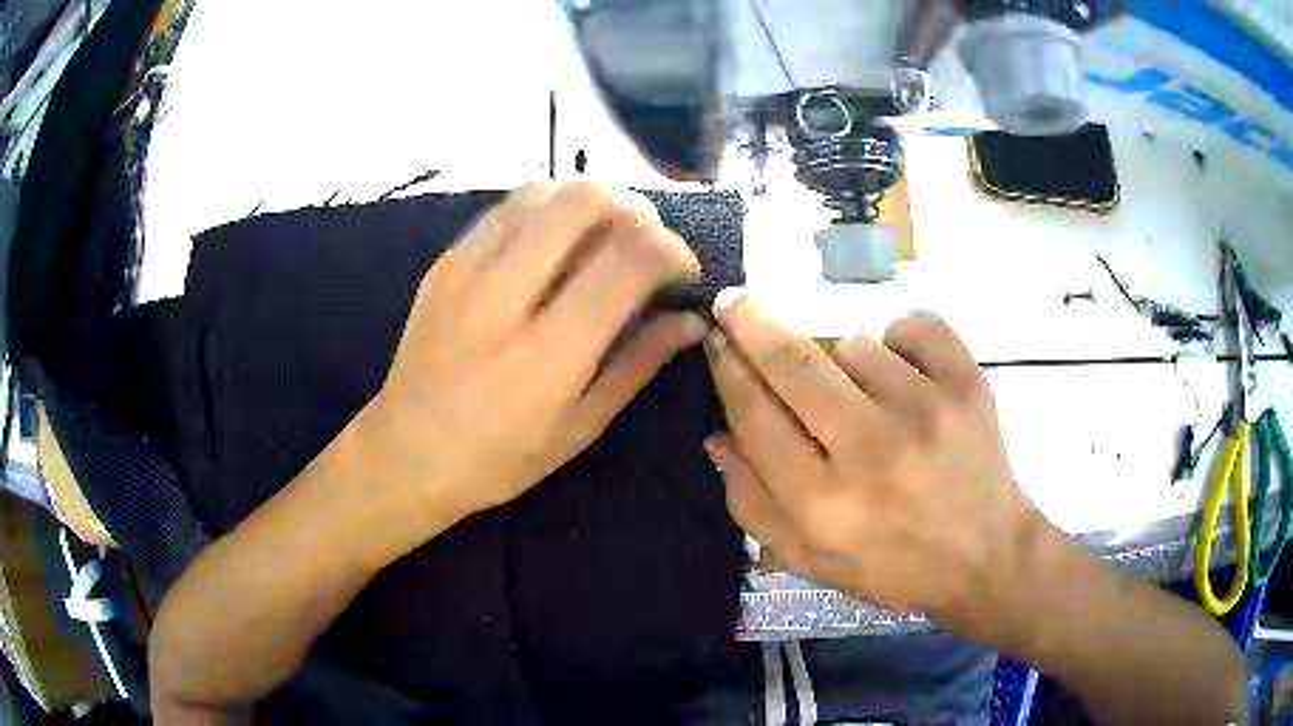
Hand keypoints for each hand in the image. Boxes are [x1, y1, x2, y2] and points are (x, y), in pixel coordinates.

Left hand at [364, 182, 704, 519]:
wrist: (405, 452)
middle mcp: (505, 296)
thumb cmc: (500, 458)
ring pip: (544, 190)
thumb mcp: (580, 427)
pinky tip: (553, 243)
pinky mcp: (445, 261)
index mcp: (549, 353)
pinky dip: (546, 211)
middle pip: (585, 201)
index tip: (681, 269)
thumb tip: (692, 319)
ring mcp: (467, 270)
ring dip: (589, 202)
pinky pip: (507, 208)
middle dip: (634, 209)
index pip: (629, 259)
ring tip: (602, 237)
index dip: (671, 250)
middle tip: (644, 241)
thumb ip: (639, 363)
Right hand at [703, 293, 1039, 623]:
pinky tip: (907, 373)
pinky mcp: (968, 384)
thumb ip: (753, 502)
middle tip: (733, 302)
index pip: (755, 414)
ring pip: (854, 343)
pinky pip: (913, 325)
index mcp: (822, 503)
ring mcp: (926, 409)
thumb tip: (717, 434)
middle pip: (793, 361)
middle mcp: (871, 450)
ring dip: (845, 361)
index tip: (715, 340)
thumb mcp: (810, 558)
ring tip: (866, 398)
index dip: (727, 368)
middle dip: (751, 323)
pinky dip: (901, 339)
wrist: (987, 555)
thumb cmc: (893, 565)